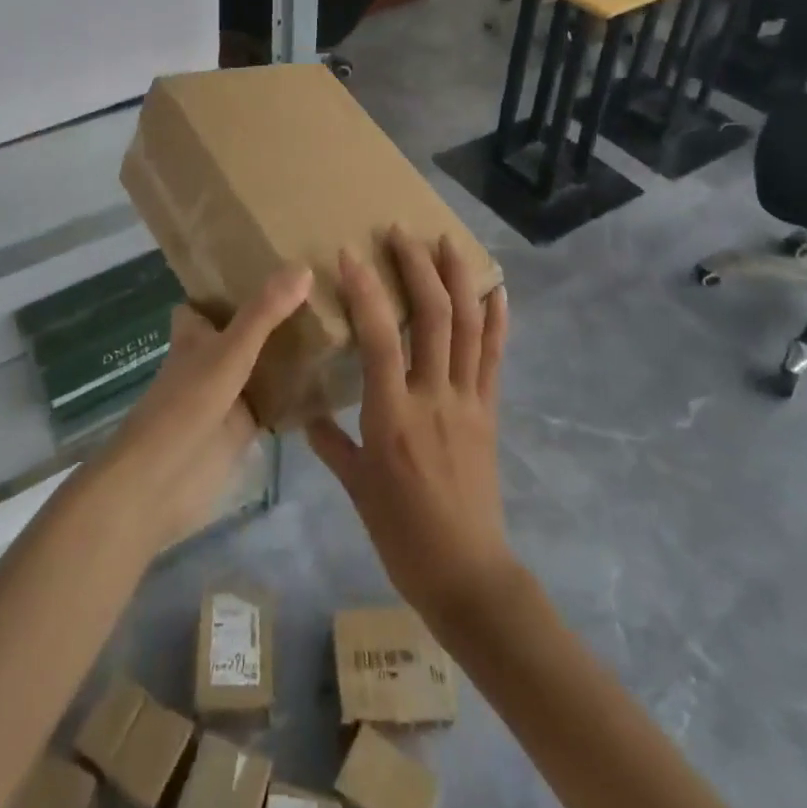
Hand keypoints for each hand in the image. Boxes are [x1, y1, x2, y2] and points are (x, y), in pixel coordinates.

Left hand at [93, 267, 311, 548]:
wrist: (160, 483)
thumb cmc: (185, 405)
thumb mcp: (228, 351)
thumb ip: (263, 313)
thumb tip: (303, 266)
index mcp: (195, 334)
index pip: (207, 300)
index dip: (230, 283)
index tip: (270, 262)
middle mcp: (210, 359)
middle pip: (242, 330)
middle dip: (272, 314)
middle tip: (320, 290)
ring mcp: (227, 394)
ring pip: (261, 364)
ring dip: (288, 351)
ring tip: (337, 324)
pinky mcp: (243, 428)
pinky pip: (274, 401)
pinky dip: (297, 392)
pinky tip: (333, 379)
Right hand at [307, 228, 515, 622]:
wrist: (468, 575)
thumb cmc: (402, 534)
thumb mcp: (356, 489)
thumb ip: (332, 443)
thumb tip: (307, 416)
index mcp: (392, 416)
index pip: (378, 338)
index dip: (364, 291)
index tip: (348, 253)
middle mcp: (434, 397)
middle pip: (433, 317)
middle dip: (417, 267)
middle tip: (400, 232)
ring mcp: (468, 401)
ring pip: (469, 327)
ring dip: (459, 279)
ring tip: (447, 241)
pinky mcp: (490, 411)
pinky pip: (496, 357)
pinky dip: (498, 319)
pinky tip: (497, 288)